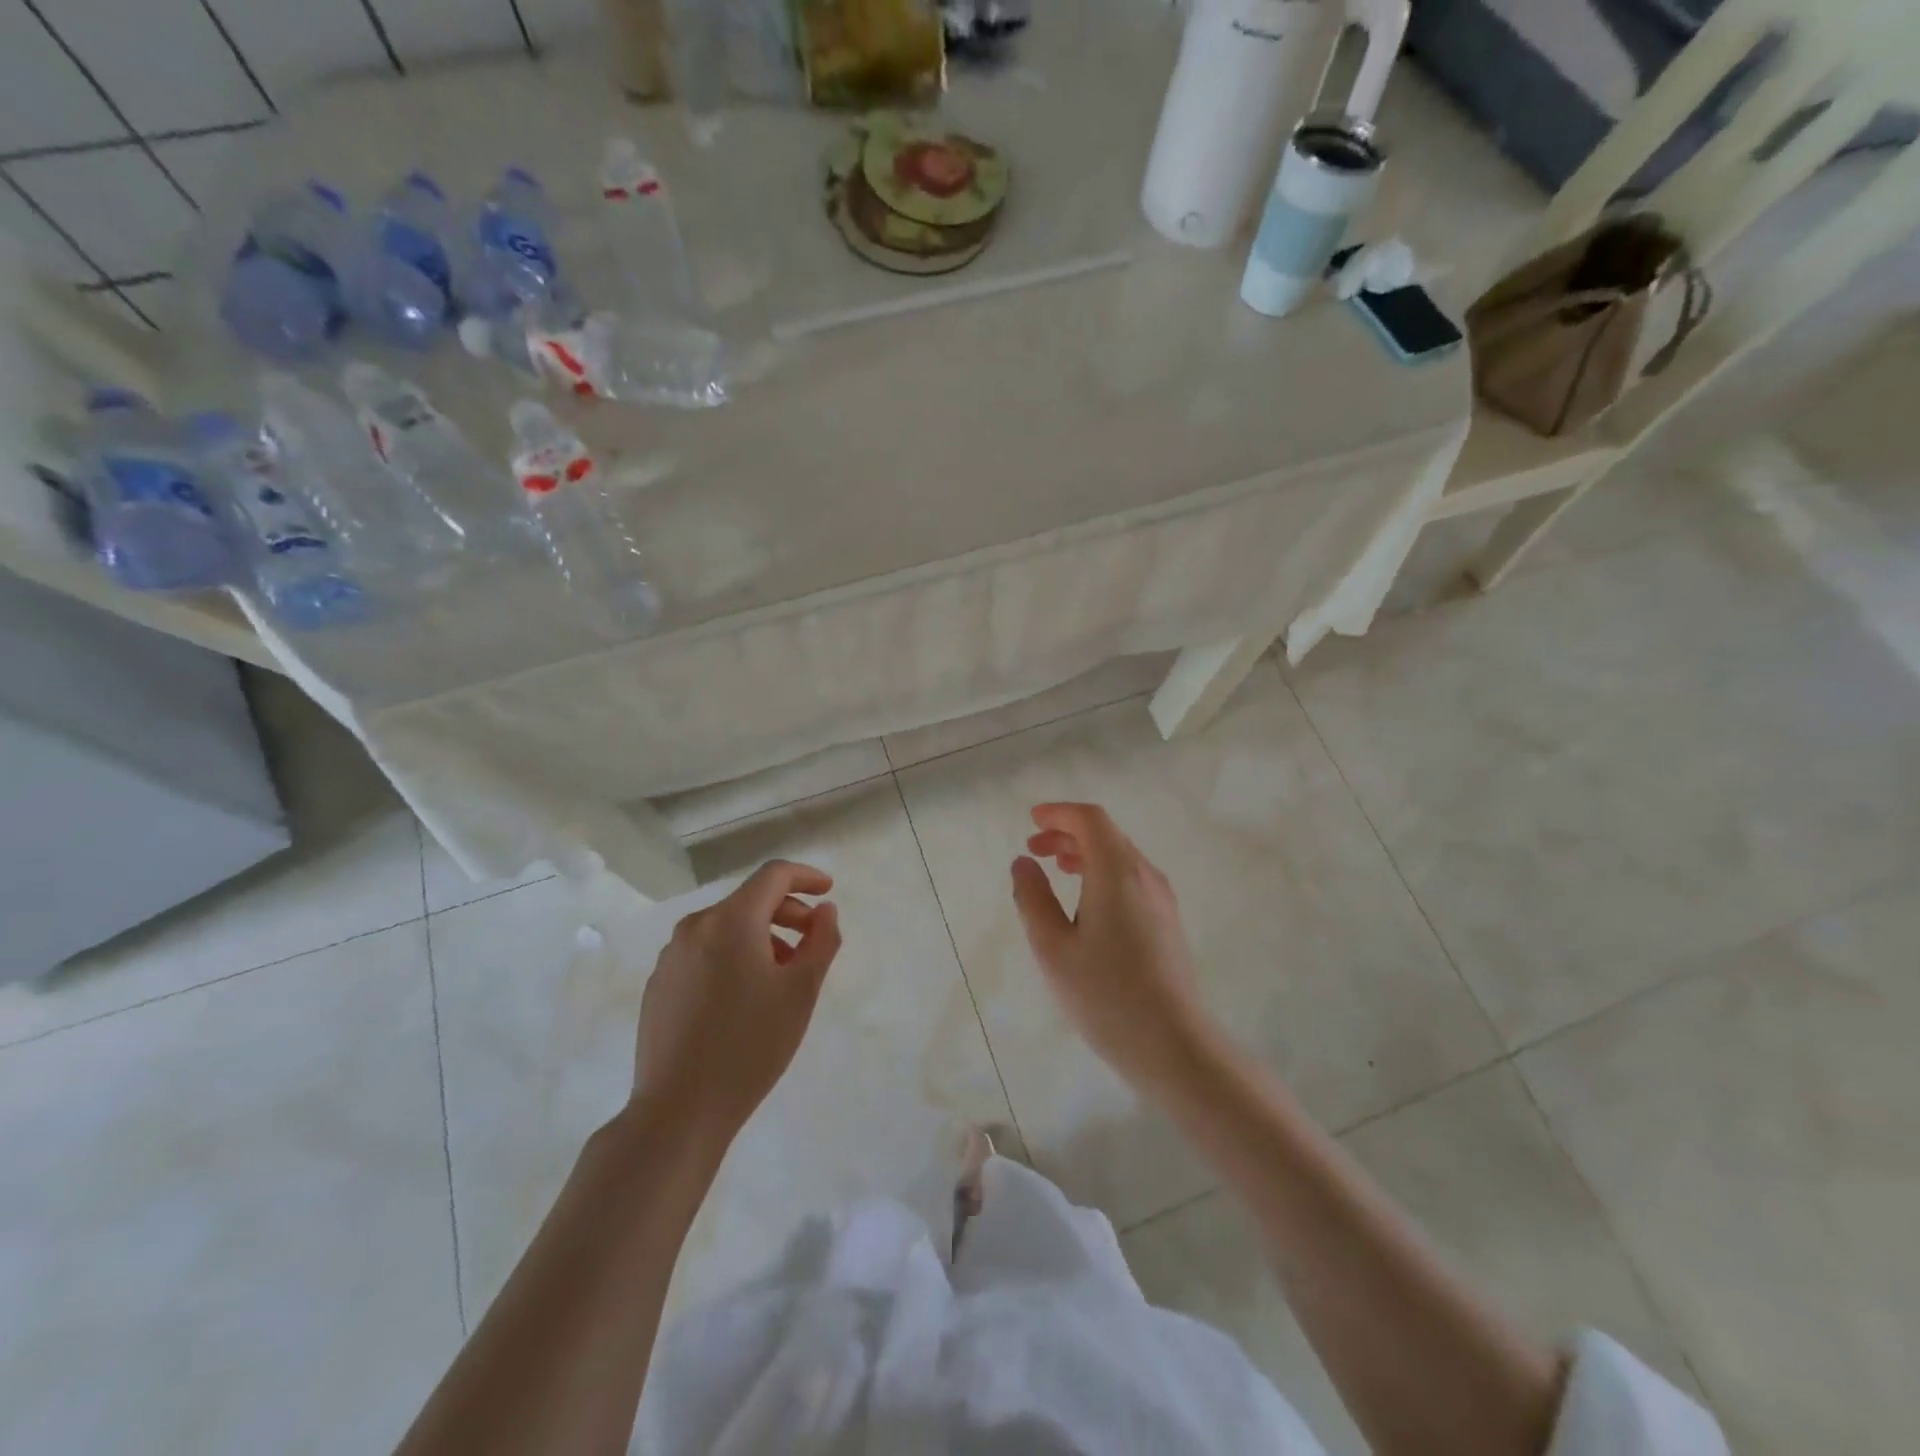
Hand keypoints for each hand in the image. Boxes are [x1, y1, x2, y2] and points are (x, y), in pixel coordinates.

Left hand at [634, 860, 842, 1142]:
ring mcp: (671, 957)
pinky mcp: (659, 985)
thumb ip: (821, 940)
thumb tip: (824, 910)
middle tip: (812, 941)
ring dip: (761, 937)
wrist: (679, 1111)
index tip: (828, 892)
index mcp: (731, 921)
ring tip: (781, 976)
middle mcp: (695, 927)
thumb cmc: (750, 1045)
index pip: (773, 876)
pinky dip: (732, 957)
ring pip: (726, 928)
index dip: (806, 877)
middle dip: (786, 912)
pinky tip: (743, 998)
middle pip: (749, 901)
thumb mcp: (801, 991)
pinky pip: (704, 953)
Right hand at [1010, 803, 1214, 1094]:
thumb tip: (1024, 863)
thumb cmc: (1105, 994)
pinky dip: (1102, 872)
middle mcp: (1145, 876)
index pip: (1091, 820)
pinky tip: (1085, 901)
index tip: (1032, 820)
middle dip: (1068, 833)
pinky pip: (1131, 878)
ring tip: (1055, 868)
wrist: (1173, 1044)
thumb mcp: (1053, 948)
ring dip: (1085, 853)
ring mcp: (1161, 899)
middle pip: (1107, 835)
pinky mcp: (1167, 922)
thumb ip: (1033, 899)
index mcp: (1117, 873)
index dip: (1059, 813)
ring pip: (1120, 857)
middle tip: (1034, 848)